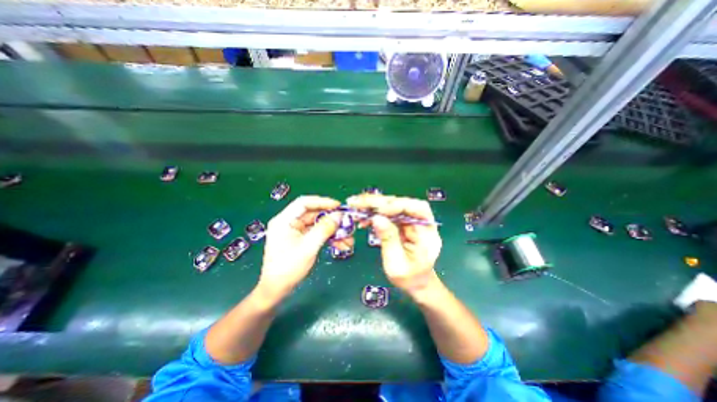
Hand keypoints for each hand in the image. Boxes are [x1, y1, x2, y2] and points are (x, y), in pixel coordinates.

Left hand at [262, 197, 344, 296]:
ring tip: (348, 238)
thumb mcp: (308, 247)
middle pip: (314, 214)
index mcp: (285, 220)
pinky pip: (318, 234)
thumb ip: (324, 229)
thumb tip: (339, 215)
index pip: (304, 203)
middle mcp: (290, 223)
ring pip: (318, 225)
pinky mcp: (301, 240)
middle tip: (347, 223)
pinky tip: (341, 244)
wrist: (277, 290)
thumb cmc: (288, 268)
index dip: (322, 202)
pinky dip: (329, 238)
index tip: (338, 206)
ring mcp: (296, 232)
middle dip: (332, 219)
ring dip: (333, 231)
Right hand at [350, 193, 442, 295]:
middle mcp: (420, 222)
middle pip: (401, 203)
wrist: (415, 282)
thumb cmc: (409, 277)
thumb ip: (388, 239)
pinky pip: (386, 213)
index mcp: (427, 232)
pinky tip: (362, 218)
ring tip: (355, 207)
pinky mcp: (400, 222)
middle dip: (378, 202)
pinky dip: (373, 213)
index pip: (417, 208)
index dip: (397, 205)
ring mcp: (409, 221)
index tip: (378, 210)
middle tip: (357, 202)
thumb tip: (376, 218)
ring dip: (372, 205)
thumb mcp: (397, 263)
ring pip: (392, 205)